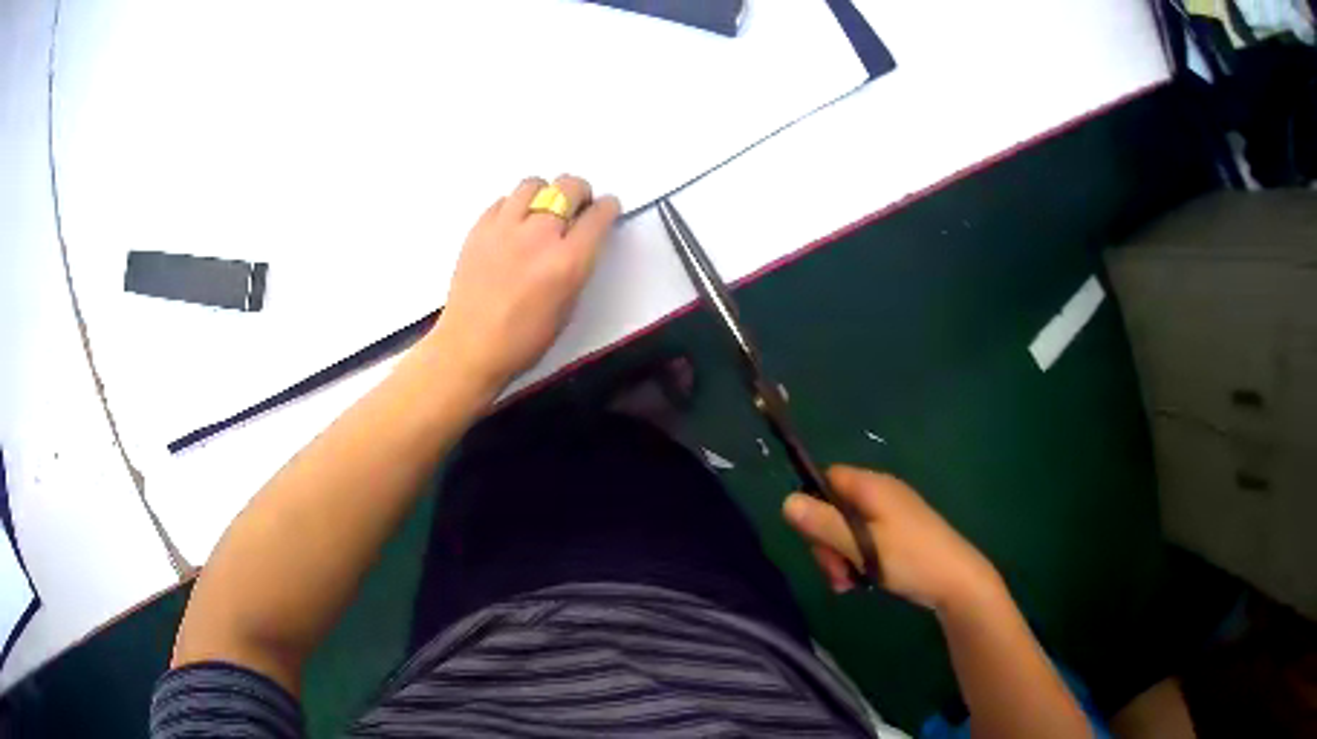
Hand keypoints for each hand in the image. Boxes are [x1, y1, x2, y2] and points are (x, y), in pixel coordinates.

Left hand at [426, 175, 620, 392]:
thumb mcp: (568, 307)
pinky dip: (515, 205)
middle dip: (580, 192)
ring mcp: (505, 227)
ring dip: (546, 192)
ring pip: (534, 184)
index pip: (599, 215)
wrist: (470, 347)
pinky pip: (504, 200)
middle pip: (569, 187)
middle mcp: (539, 235)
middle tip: (576, 206)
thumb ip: (578, 266)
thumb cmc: (524, 340)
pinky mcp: (479, 228)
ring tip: (542, 211)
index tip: (605, 210)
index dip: (608, 208)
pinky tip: (514, 224)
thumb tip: (580, 241)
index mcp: (568, 262)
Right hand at [783, 465, 1000, 612]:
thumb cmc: (910, 558)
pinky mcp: (897, 535)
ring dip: (839, 556)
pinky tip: (858, 583)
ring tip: (846, 584)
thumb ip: (824, 524)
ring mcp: (890, 515)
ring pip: (847, 530)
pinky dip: (856, 560)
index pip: (827, 480)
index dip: (813, 505)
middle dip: (826, 542)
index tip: (812, 537)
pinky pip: (864, 541)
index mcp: (872, 487)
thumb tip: (786, 502)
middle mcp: (880, 494)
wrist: (957, 581)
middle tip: (834, 571)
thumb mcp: (862, 545)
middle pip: (834, 509)